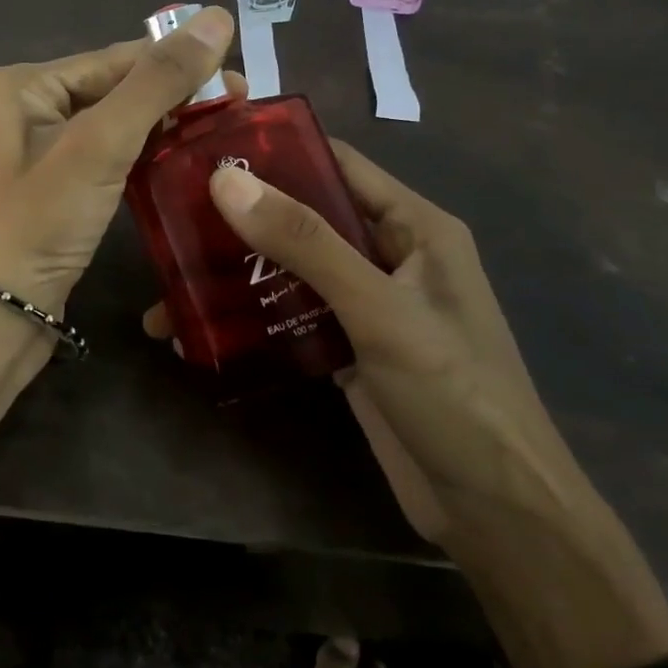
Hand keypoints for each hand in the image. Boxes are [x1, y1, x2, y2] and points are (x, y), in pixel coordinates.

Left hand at [0, 6, 236, 318]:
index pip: (112, 61)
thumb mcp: (99, 145)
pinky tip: (180, 160)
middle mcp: (17, 108)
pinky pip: (100, 157)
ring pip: (109, 125)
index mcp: (16, 84)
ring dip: (160, 127)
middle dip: (172, 98)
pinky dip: (138, 157)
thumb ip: (158, 82)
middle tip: (238, 105)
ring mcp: (29, 151)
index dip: (177, 64)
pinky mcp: (46, 188)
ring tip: (220, 130)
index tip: (239, 75)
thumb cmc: (37, 223)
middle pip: (110, 90)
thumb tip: (217, 17)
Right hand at [145, 140, 591, 553]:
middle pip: (305, 217)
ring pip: (292, 268)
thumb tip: (223, 180)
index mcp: (413, 225)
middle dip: (240, 219)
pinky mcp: (349, 348)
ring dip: (236, 275)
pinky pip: (291, 315)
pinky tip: (198, 334)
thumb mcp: (378, 309)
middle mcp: (389, 255)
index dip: (275, 151)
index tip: (205, 152)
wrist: (498, 516)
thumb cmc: (454, 394)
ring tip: (169, 284)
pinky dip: (250, 319)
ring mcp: (367, 304)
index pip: (336, 164)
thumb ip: (304, 242)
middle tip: (170, 221)